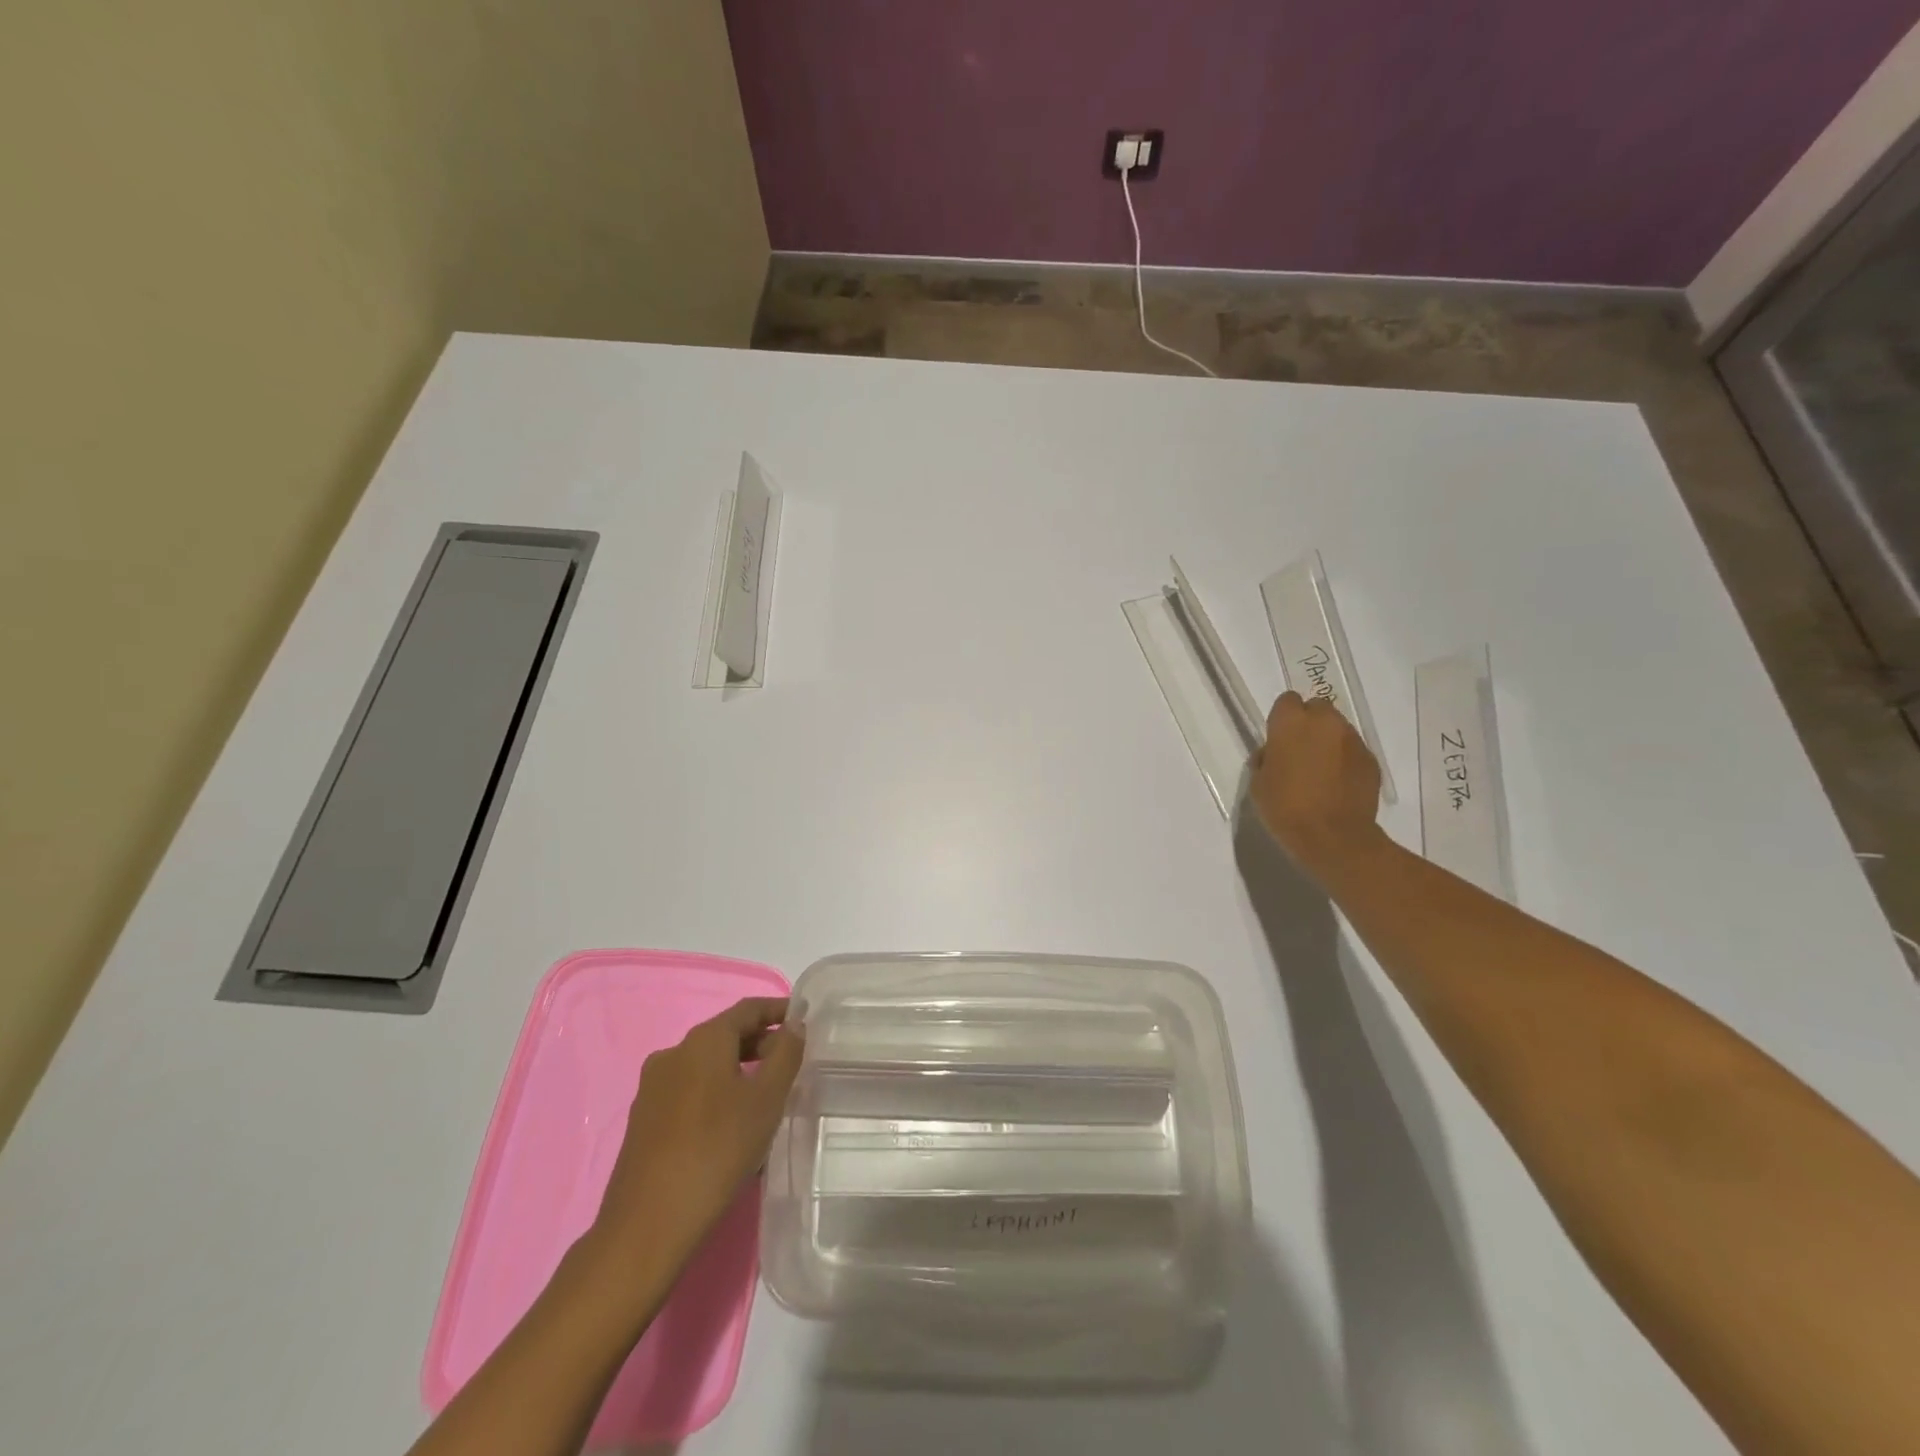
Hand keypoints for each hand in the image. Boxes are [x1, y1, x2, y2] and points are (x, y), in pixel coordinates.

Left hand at [588, 997, 803, 1274]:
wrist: (646, 1226)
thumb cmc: (716, 1151)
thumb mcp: (766, 1101)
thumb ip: (785, 1056)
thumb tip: (793, 1026)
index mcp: (702, 1041)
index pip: (747, 1009)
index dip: (777, 1010)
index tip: (803, 1019)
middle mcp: (673, 1054)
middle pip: (724, 1035)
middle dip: (759, 1043)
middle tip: (791, 1061)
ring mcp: (653, 1088)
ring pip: (706, 1066)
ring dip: (738, 1070)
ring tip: (766, 1095)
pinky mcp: (644, 1121)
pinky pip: (689, 1092)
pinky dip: (716, 1094)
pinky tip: (732, 1125)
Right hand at [1251, 691, 1384, 878]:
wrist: (1333, 837)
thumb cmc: (1285, 808)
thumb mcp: (1258, 783)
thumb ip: (1266, 758)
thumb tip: (1274, 753)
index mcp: (1291, 724)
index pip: (1286, 700)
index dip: (1282, 718)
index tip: (1278, 738)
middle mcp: (1325, 723)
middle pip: (1317, 708)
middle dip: (1309, 723)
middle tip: (1300, 751)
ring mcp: (1352, 740)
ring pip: (1338, 728)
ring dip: (1328, 741)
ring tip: (1321, 770)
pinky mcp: (1371, 760)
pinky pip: (1353, 750)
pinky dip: (1345, 760)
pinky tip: (1337, 784)